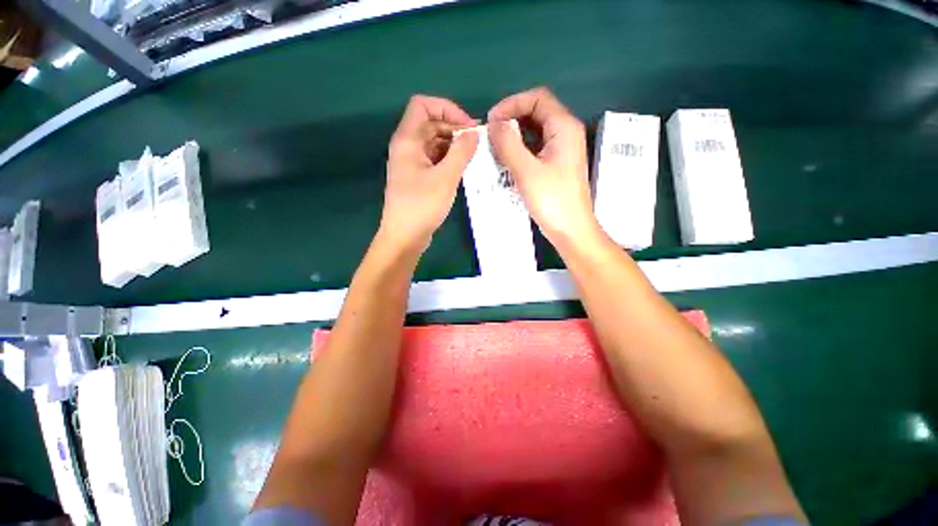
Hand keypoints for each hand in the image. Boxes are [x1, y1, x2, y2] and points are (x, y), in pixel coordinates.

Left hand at [380, 95, 478, 252]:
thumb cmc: (422, 206)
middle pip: (430, 124)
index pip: (423, 105)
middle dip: (454, 128)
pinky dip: (448, 159)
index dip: (447, 108)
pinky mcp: (417, 178)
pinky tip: (462, 168)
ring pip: (433, 143)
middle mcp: (407, 147)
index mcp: (407, 140)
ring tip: (473, 156)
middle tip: (476, 143)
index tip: (468, 126)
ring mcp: (411, 163)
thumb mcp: (446, 177)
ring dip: (453, 145)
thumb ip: (461, 152)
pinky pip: (434, 159)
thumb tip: (474, 133)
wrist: (405, 237)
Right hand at [488, 87, 600, 250]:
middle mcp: (565, 133)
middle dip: (511, 119)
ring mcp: (561, 150)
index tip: (491, 121)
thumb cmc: (552, 201)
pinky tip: (506, 161)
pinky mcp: (556, 165)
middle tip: (490, 136)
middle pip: (536, 113)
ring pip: (534, 132)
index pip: (537, 98)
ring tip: (494, 149)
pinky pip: (535, 148)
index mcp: (564, 127)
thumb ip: (508, 144)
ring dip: (514, 136)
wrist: (571, 230)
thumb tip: (494, 124)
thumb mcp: (527, 171)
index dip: (511, 104)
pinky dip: (520, 150)